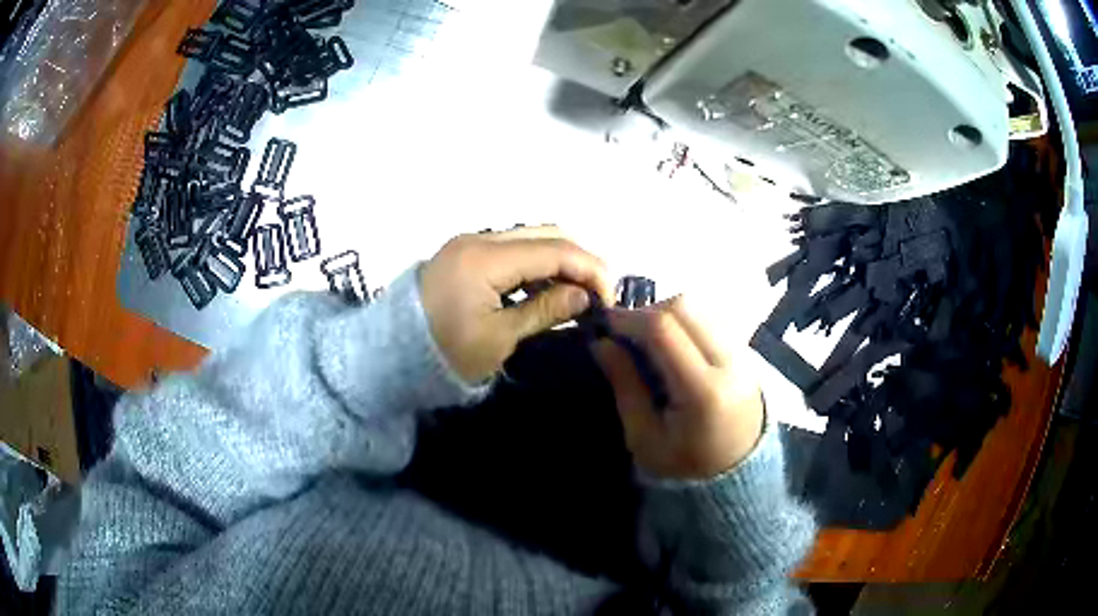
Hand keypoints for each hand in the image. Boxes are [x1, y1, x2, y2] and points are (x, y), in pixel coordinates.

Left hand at [420, 226, 613, 382]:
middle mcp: (479, 239)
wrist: (390, 354)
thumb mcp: (499, 338)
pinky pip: (511, 248)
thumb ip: (544, 310)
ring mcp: (469, 243)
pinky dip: (535, 264)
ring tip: (575, 294)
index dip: (590, 270)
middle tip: (596, 295)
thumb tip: (583, 296)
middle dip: (579, 260)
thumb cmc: (444, 353)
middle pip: (545, 234)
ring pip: (530, 238)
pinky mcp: (464, 253)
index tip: (609, 299)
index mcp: (486, 259)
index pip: (555, 250)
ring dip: (558, 260)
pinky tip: (546, 289)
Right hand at [593, 297, 764, 479]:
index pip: (664, 329)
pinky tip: (671, 347)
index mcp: (704, 391)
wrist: (736, 478)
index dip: (629, 318)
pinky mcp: (746, 354)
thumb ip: (625, 385)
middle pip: (685, 307)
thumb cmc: (684, 466)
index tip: (604, 324)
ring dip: (667, 314)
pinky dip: (685, 323)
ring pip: (700, 309)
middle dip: (647, 311)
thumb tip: (601, 343)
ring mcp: (743, 355)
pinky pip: (711, 321)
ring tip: (645, 340)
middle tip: (624, 333)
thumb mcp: (644, 437)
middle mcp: (730, 363)